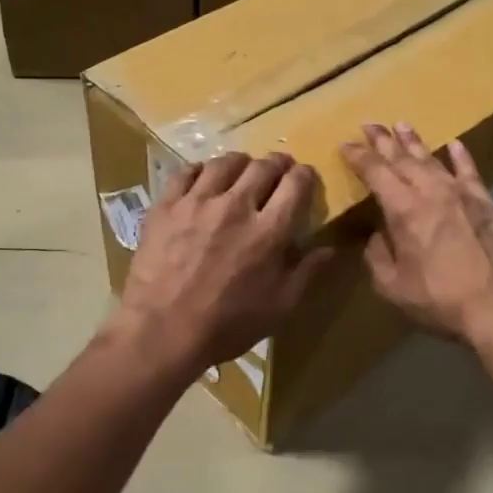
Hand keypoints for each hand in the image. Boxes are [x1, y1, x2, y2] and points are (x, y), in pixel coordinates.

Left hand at [110, 152, 330, 373]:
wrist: (162, 330)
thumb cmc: (226, 325)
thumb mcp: (279, 308)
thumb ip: (307, 272)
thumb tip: (330, 247)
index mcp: (269, 230)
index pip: (296, 183)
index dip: (305, 175)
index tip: (305, 179)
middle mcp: (236, 205)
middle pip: (263, 166)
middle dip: (278, 164)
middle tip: (278, 170)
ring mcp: (198, 201)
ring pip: (226, 162)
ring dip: (241, 163)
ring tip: (242, 171)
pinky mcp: (166, 205)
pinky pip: (186, 171)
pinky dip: (201, 170)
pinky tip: (203, 179)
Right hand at [340, 123, 492, 345]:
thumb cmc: (439, 300)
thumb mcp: (392, 286)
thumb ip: (377, 255)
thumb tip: (376, 235)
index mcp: (404, 210)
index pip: (375, 172)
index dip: (358, 156)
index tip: (345, 144)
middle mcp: (431, 192)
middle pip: (402, 158)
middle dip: (382, 140)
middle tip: (369, 123)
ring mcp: (462, 194)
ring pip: (433, 159)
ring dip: (414, 142)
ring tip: (401, 125)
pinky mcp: (486, 203)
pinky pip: (470, 171)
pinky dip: (460, 156)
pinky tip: (454, 143)